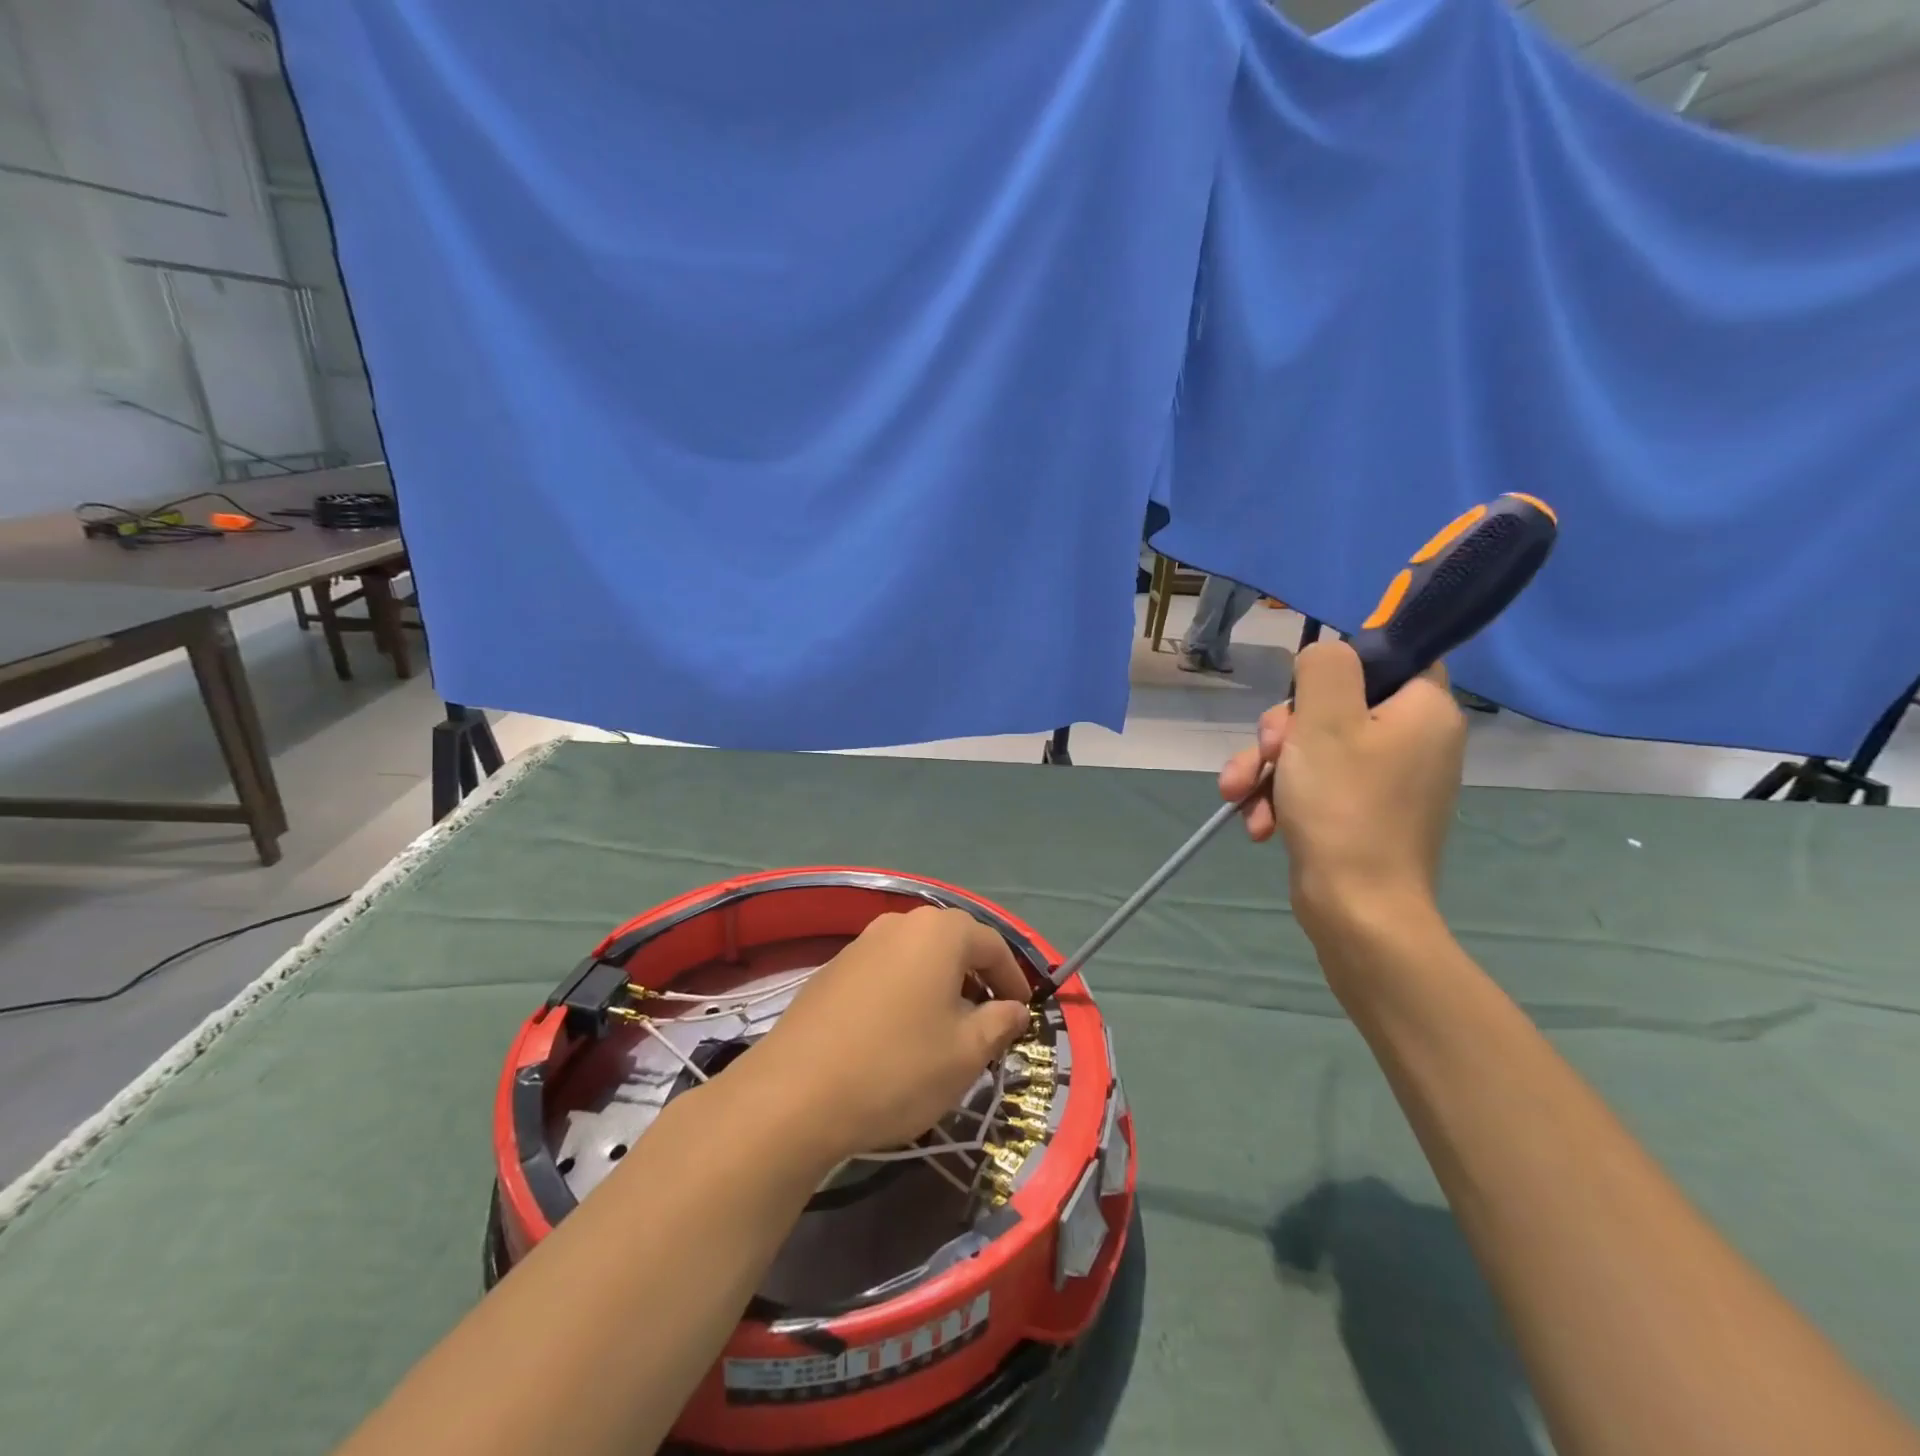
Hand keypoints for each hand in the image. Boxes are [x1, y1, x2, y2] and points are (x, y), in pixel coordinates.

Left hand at [736, 907, 1031, 1164]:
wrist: (794, 1093)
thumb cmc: (897, 1068)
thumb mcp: (965, 1054)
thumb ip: (998, 1023)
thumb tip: (1013, 1009)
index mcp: (938, 932)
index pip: (992, 945)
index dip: (1013, 979)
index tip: (1023, 1013)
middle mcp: (899, 923)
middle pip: (952, 943)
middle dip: (976, 978)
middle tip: (988, 1020)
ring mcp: (860, 943)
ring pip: (916, 956)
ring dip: (939, 984)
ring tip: (945, 1028)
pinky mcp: (832, 969)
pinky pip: (885, 971)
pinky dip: (905, 991)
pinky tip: (899, 1032)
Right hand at [1220, 640, 1465, 943]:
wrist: (1356, 909)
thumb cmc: (1344, 805)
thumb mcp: (1323, 720)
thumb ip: (1325, 668)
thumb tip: (1326, 655)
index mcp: (1424, 710)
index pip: (1394, 656)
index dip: (1343, 666)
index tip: (1303, 690)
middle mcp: (1415, 741)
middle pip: (1336, 706)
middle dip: (1282, 731)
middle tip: (1267, 754)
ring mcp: (1387, 782)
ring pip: (1313, 749)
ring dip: (1268, 769)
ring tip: (1239, 795)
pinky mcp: (1361, 814)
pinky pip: (1316, 786)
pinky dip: (1282, 799)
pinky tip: (1258, 822)